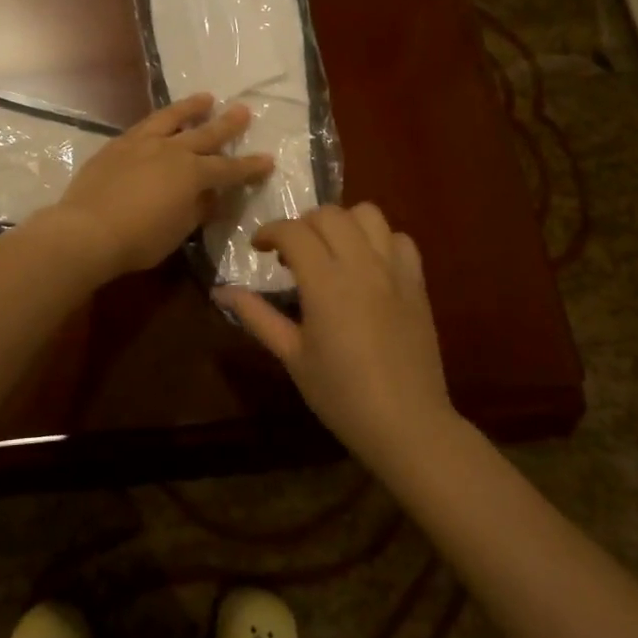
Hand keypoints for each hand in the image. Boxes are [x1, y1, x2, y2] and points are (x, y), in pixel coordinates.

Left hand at [42, 94, 274, 280]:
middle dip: (227, 124)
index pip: (229, 169)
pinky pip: (144, 126)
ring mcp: (142, 143)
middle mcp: (171, 150)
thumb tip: (210, 196)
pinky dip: (159, 121)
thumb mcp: (179, 230)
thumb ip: (198, 209)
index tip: (267, 160)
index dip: (250, 166)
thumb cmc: (140, 239)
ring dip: (191, 108)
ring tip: (205, 98)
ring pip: (172, 118)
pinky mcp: (117, 145)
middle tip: (243, 110)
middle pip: (206, 134)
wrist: (87, 230)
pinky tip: (159, 122)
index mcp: (193, 174)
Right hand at [216, 203, 455, 466]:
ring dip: (343, 223)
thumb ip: (256, 316)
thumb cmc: (340, 394)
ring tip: (331, 250)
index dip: (270, 232)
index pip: (293, 231)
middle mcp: (361, 265)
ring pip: (368, 214)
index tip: (259, 248)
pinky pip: (400, 239)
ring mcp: (394, 271)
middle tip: (292, 254)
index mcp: (326, 283)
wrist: (406, 423)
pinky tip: (368, 265)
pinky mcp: (417, 283)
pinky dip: (380, 241)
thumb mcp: (292, 356)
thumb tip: (220, 291)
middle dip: (303, 223)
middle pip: (329, 214)